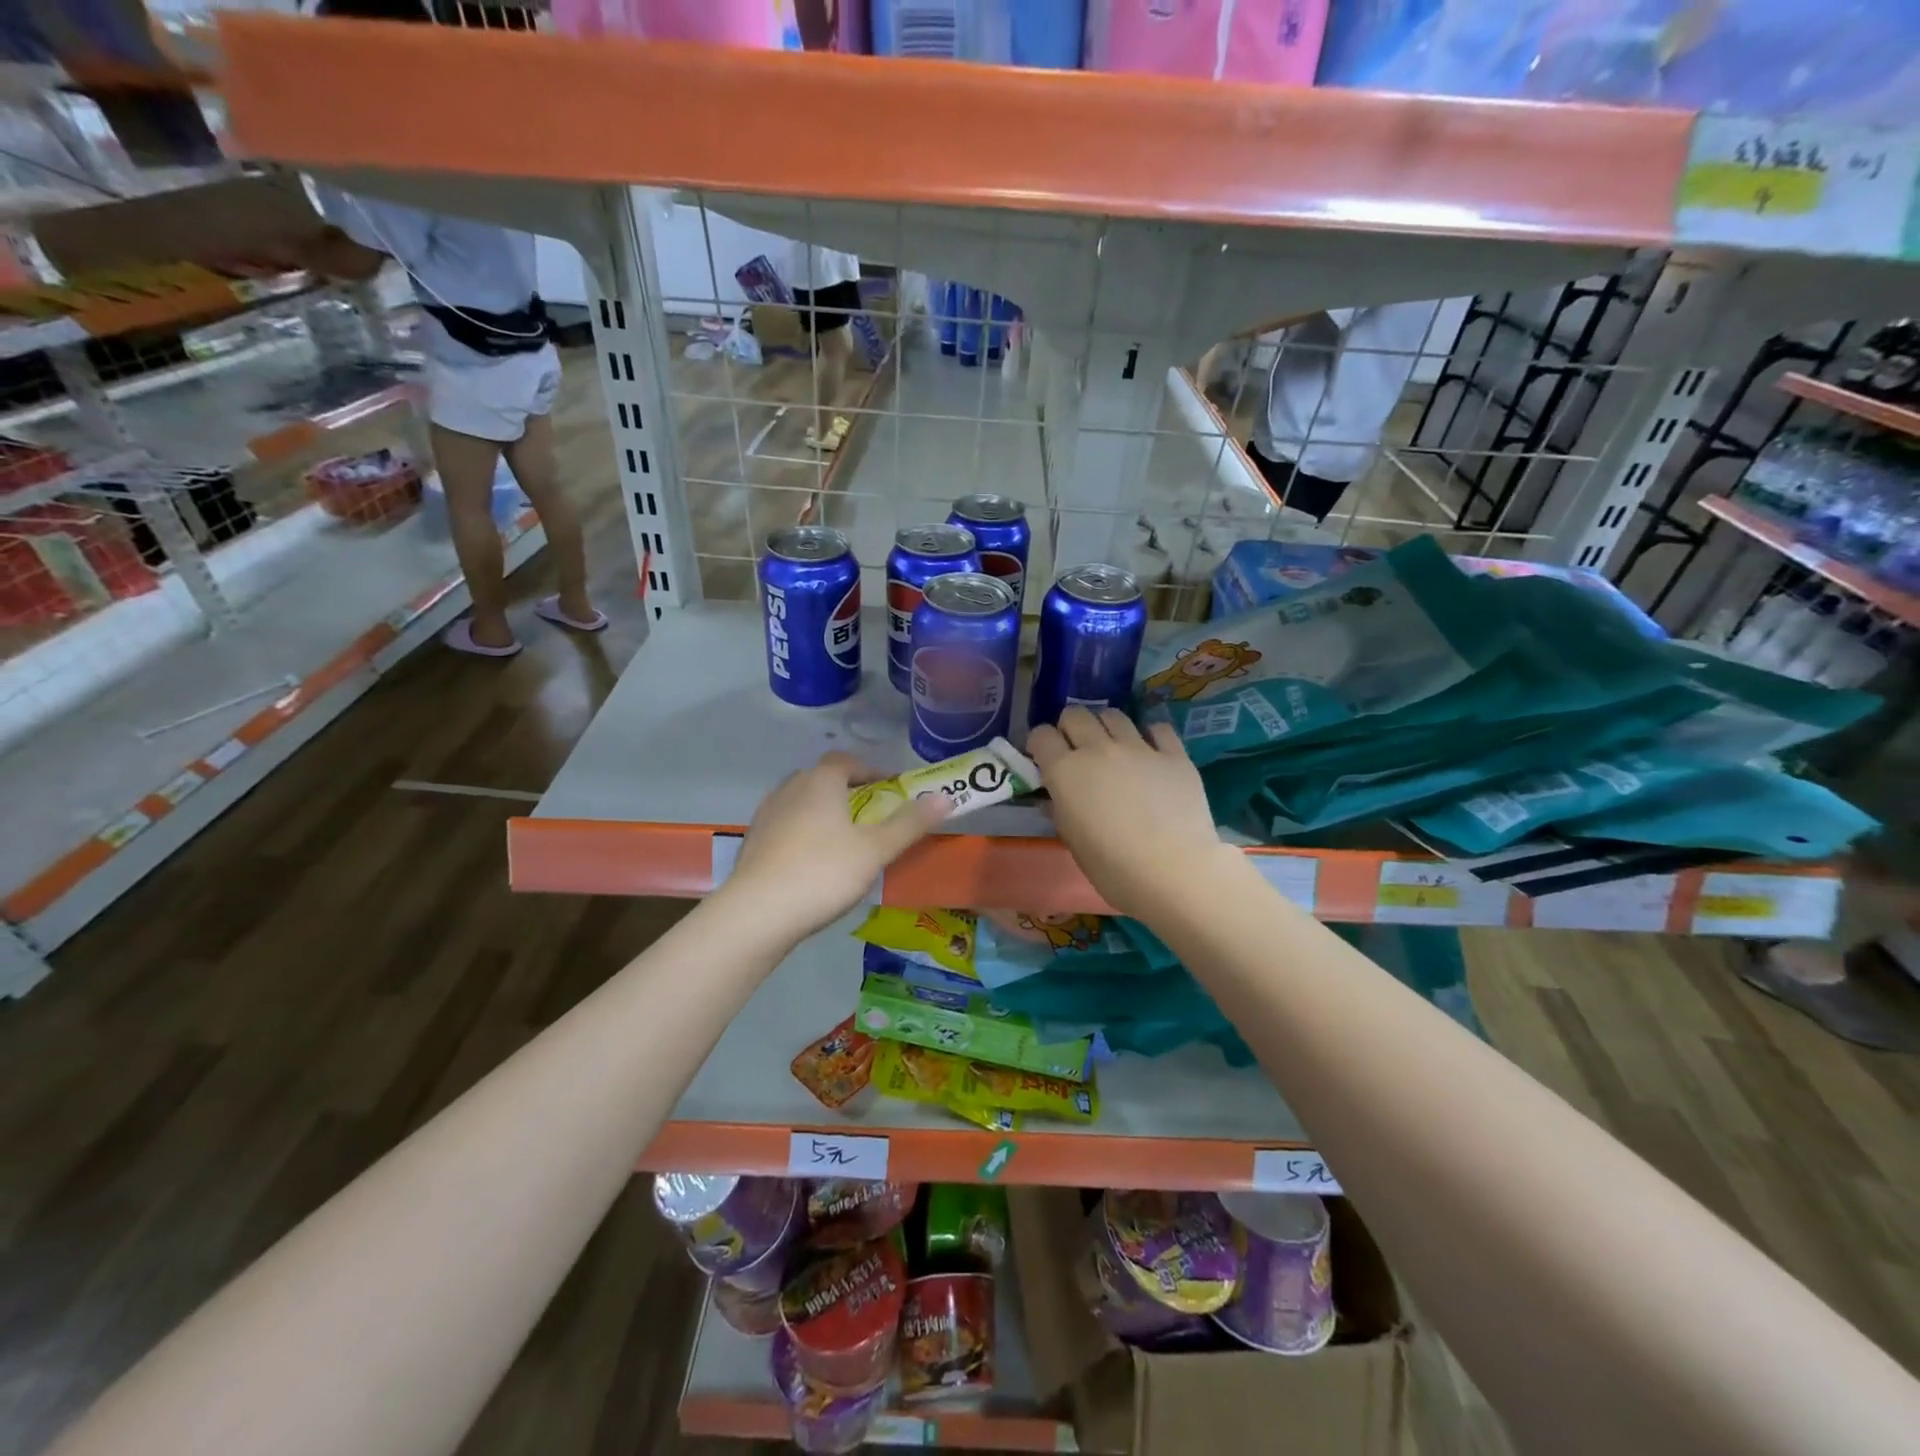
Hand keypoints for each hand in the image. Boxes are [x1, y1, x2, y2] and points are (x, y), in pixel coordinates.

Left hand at [723, 752, 950, 938]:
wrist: (757, 912)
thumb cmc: (823, 872)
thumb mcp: (875, 850)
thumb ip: (910, 823)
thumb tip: (946, 797)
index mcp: (820, 782)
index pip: (846, 760)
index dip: (870, 769)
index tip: (889, 788)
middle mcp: (790, 788)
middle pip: (822, 779)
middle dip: (847, 791)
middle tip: (870, 815)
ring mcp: (766, 814)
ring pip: (801, 802)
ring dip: (823, 812)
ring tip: (843, 840)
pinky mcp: (753, 841)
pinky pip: (785, 826)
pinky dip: (802, 833)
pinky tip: (812, 862)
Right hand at [1027, 707, 1228, 918]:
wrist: (1174, 871)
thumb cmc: (1113, 867)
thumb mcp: (1073, 842)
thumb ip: (1060, 811)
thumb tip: (1054, 798)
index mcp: (1065, 771)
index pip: (1041, 736)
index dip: (1039, 744)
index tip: (1043, 759)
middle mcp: (1098, 749)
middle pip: (1075, 715)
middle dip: (1070, 728)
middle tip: (1076, 750)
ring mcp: (1139, 747)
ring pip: (1114, 715)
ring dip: (1106, 727)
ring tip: (1112, 747)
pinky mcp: (1174, 754)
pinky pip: (1158, 728)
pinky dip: (1150, 736)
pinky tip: (1151, 752)